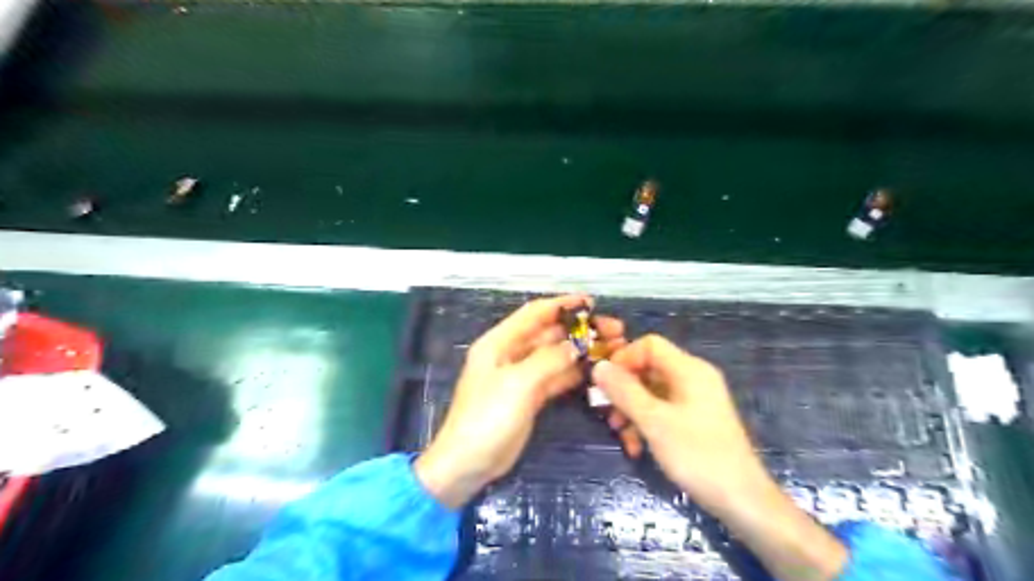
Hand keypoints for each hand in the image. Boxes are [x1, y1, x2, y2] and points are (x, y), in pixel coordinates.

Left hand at [416, 294, 625, 507]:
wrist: (468, 463)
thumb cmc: (487, 418)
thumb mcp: (518, 383)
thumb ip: (549, 360)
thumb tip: (577, 344)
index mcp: (499, 342)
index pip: (534, 314)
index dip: (562, 305)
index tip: (592, 302)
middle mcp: (510, 354)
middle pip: (549, 334)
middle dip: (580, 330)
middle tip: (614, 330)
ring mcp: (521, 376)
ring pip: (556, 356)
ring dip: (581, 351)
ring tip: (613, 348)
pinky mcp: (529, 397)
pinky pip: (556, 377)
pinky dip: (574, 372)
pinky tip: (596, 370)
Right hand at [589, 335, 765, 509]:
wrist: (742, 500)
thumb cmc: (697, 454)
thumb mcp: (654, 421)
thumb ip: (624, 391)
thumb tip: (598, 366)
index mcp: (689, 369)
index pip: (649, 344)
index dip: (624, 358)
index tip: (605, 383)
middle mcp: (693, 378)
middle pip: (649, 368)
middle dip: (625, 389)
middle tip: (607, 413)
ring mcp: (696, 400)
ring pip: (652, 392)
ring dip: (632, 410)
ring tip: (620, 435)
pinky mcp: (695, 420)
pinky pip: (663, 410)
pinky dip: (647, 423)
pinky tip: (637, 447)